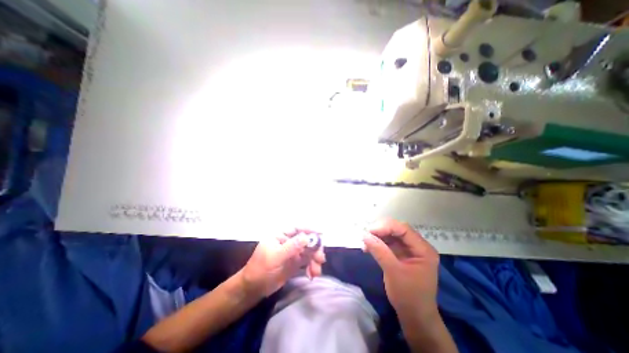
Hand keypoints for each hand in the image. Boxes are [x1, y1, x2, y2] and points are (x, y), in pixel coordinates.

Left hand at [241, 229, 325, 297]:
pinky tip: (312, 275)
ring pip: (308, 251)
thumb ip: (291, 247)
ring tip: (316, 271)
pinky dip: (311, 267)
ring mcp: (292, 253)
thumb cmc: (260, 269)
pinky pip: (307, 262)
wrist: (253, 289)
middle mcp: (288, 242)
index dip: (309, 229)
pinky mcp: (295, 263)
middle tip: (320, 259)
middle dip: (315, 249)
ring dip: (315, 260)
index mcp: (281, 236)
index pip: (297, 228)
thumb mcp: (275, 257)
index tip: (321, 234)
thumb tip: (307, 237)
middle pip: (306, 240)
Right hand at [362, 218, 438, 319]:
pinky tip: (368, 247)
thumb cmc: (408, 296)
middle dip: (380, 230)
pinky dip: (378, 243)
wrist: (414, 317)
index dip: (386, 227)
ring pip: (391, 235)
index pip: (403, 229)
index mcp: (423, 249)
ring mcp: (409, 250)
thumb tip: (364, 235)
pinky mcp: (402, 254)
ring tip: (365, 242)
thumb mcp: (393, 272)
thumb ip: (379, 251)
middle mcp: (418, 246)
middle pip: (397, 229)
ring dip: (377, 237)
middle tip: (366, 235)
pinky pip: (389, 243)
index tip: (369, 231)